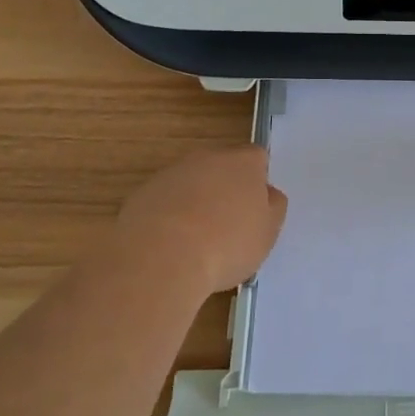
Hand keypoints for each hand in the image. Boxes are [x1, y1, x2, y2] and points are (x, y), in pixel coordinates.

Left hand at [109, 147, 288, 296]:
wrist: (161, 258)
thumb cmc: (227, 243)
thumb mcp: (267, 231)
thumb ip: (272, 207)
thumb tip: (267, 194)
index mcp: (243, 162)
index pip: (257, 158)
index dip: (258, 181)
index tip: (255, 208)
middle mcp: (207, 157)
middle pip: (221, 167)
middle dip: (225, 189)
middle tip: (228, 224)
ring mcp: (171, 173)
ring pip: (190, 183)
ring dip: (195, 202)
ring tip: (196, 241)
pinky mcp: (142, 194)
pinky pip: (164, 201)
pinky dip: (169, 217)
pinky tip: (170, 246)